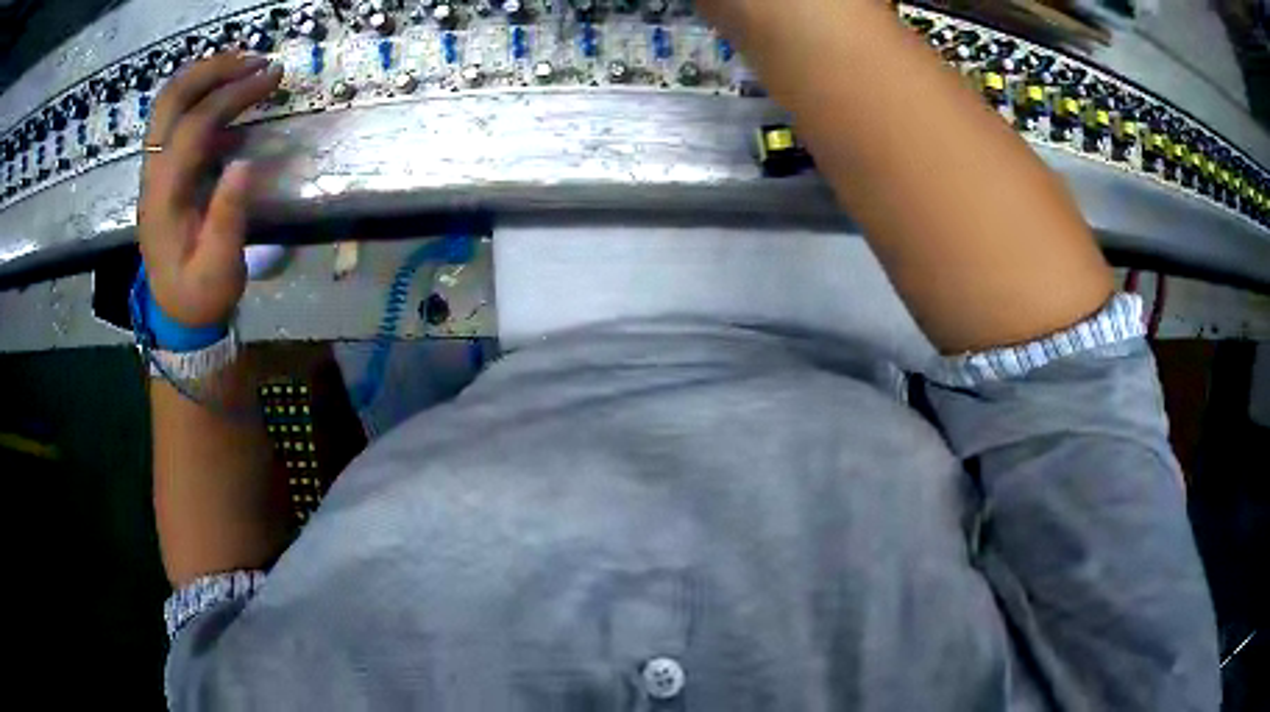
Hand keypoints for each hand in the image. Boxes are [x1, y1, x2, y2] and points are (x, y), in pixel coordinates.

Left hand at [138, 53, 281, 327]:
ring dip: (204, 76)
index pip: (194, 127)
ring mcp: (154, 172)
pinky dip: (201, 96)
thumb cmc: (200, 294)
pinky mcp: (162, 172)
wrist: (177, 315)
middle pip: (170, 101)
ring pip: (168, 104)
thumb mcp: (219, 267)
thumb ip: (228, 216)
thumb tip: (246, 162)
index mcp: (165, 198)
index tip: (272, 77)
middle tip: (253, 59)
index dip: (232, 95)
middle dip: (211, 70)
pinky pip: (174, 120)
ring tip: (244, 66)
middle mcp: (153, 175)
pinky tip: (229, 96)